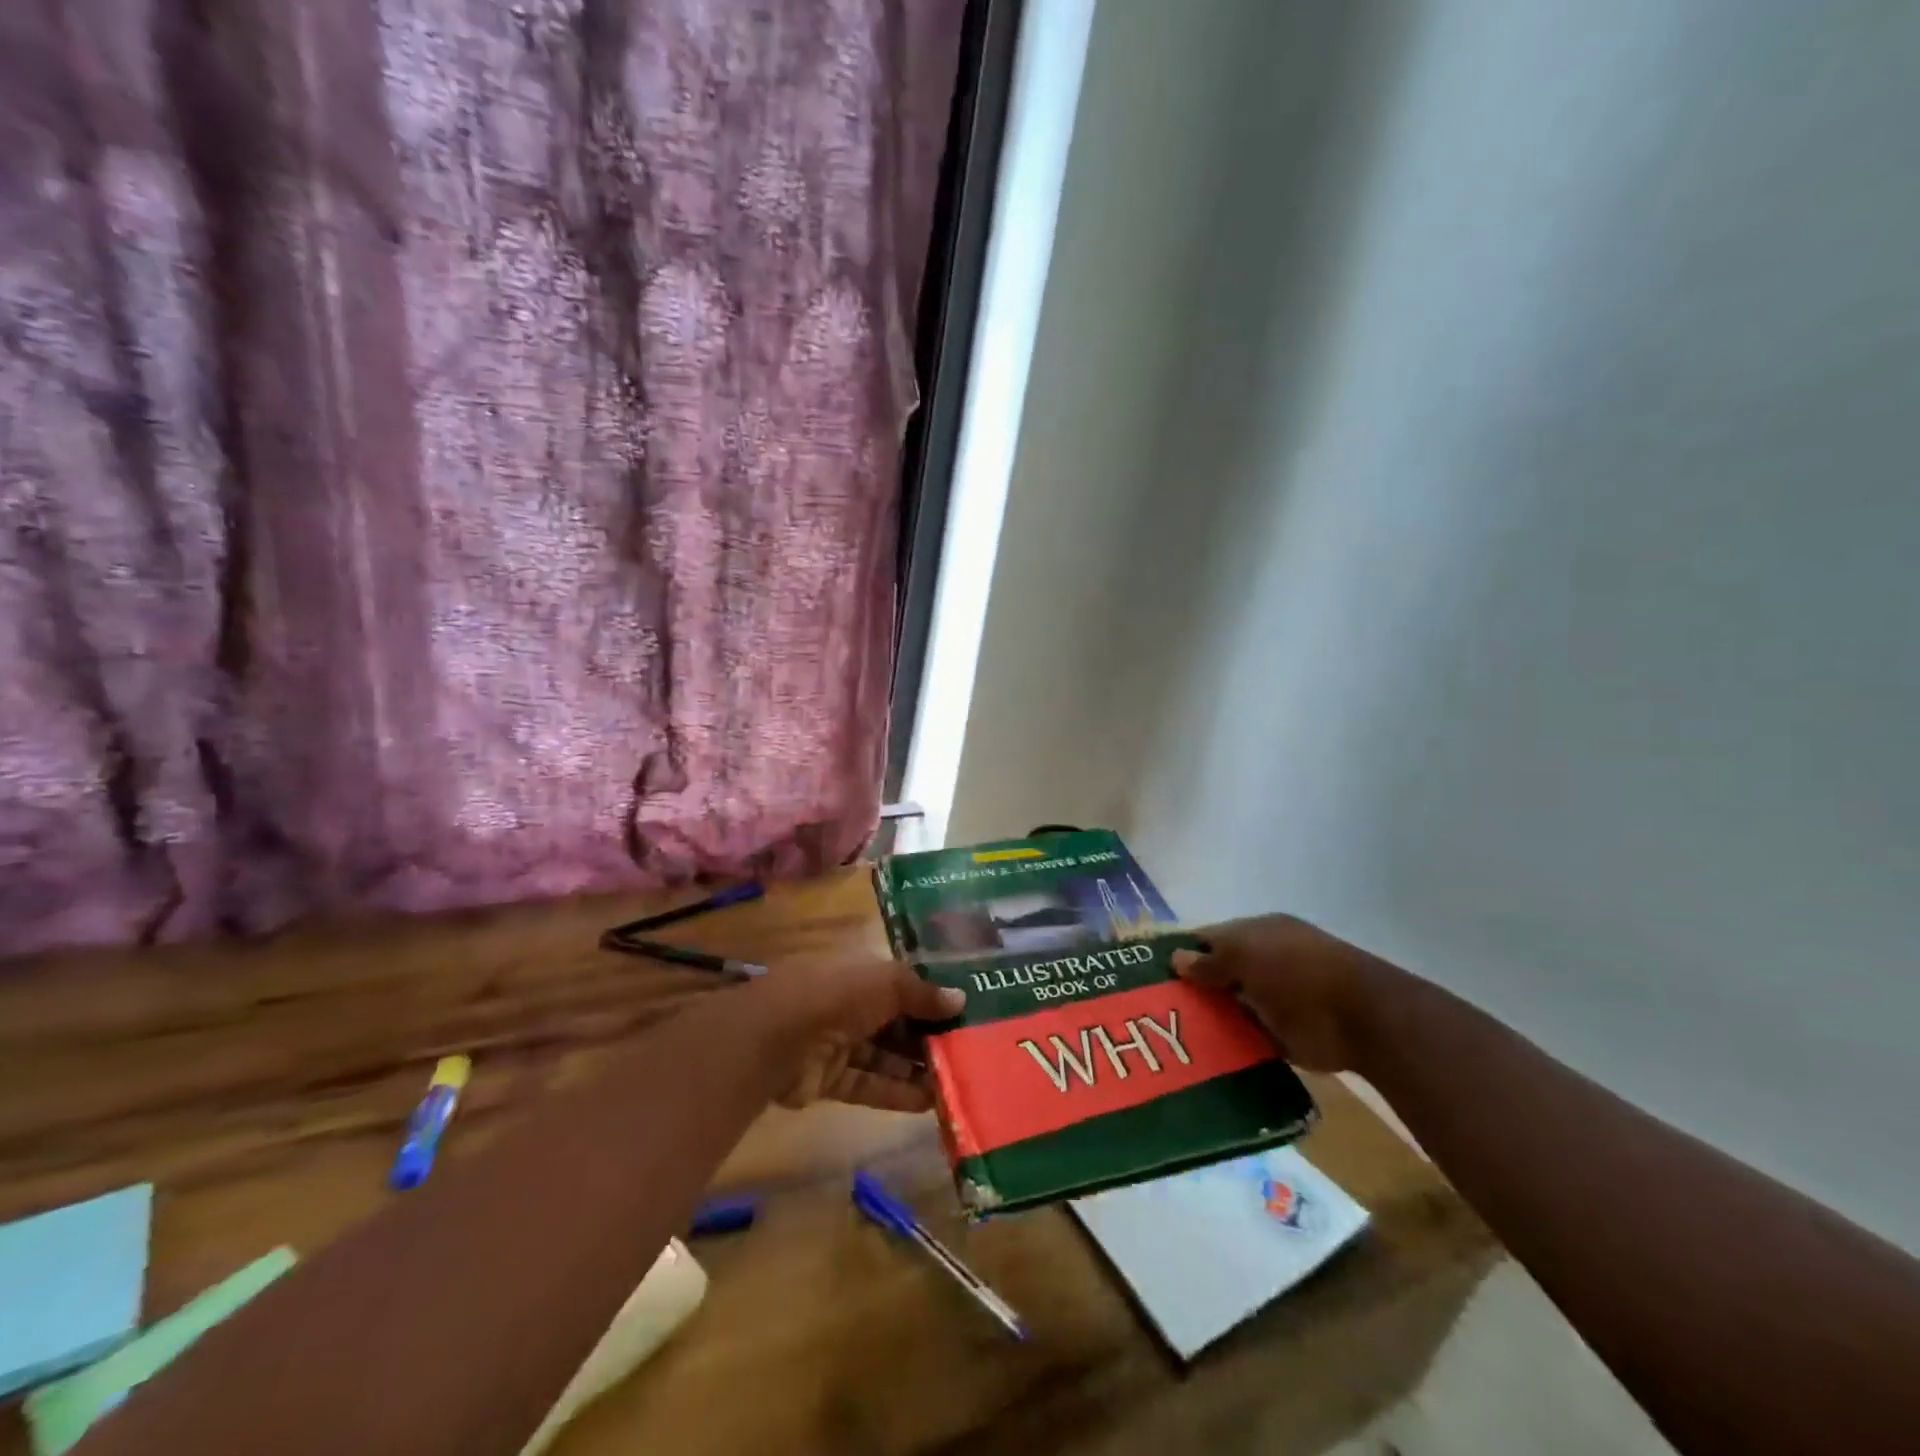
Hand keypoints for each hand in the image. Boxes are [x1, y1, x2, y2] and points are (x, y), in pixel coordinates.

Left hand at [750, 956, 965, 1112]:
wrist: (775, 1037)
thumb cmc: (837, 994)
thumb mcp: (888, 981)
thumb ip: (923, 993)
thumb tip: (961, 1000)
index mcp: (860, 972)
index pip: (902, 984)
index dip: (931, 997)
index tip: (966, 1012)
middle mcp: (849, 1004)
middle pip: (896, 1022)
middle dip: (929, 1036)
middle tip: (969, 1052)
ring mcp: (838, 1043)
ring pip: (885, 1056)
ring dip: (917, 1068)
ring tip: (958, 1081)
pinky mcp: (829, 1080)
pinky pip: (870, 1085)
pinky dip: (898, 1093)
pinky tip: (931, 1103)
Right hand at [1170, 915, 1385, 1072]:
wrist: (1360, 1020)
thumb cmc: (1297, 971)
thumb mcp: (1245, 955)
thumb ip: (1210, 960)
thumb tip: (1176, 958)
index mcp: (1258, 933)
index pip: (1211, 938)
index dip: (1183, 952)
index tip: (1152, 972)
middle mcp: (1264, 963)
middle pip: (1218, 974)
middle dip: (1191, 989)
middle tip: (1155, 1009)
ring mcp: (1274, 1000)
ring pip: (1229, 1007)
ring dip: (1208, 1019)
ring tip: (1171, 1035)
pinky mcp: (1282, 1036)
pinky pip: (1246, 1038)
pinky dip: (1228, 1045)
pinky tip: (1202, 1055)